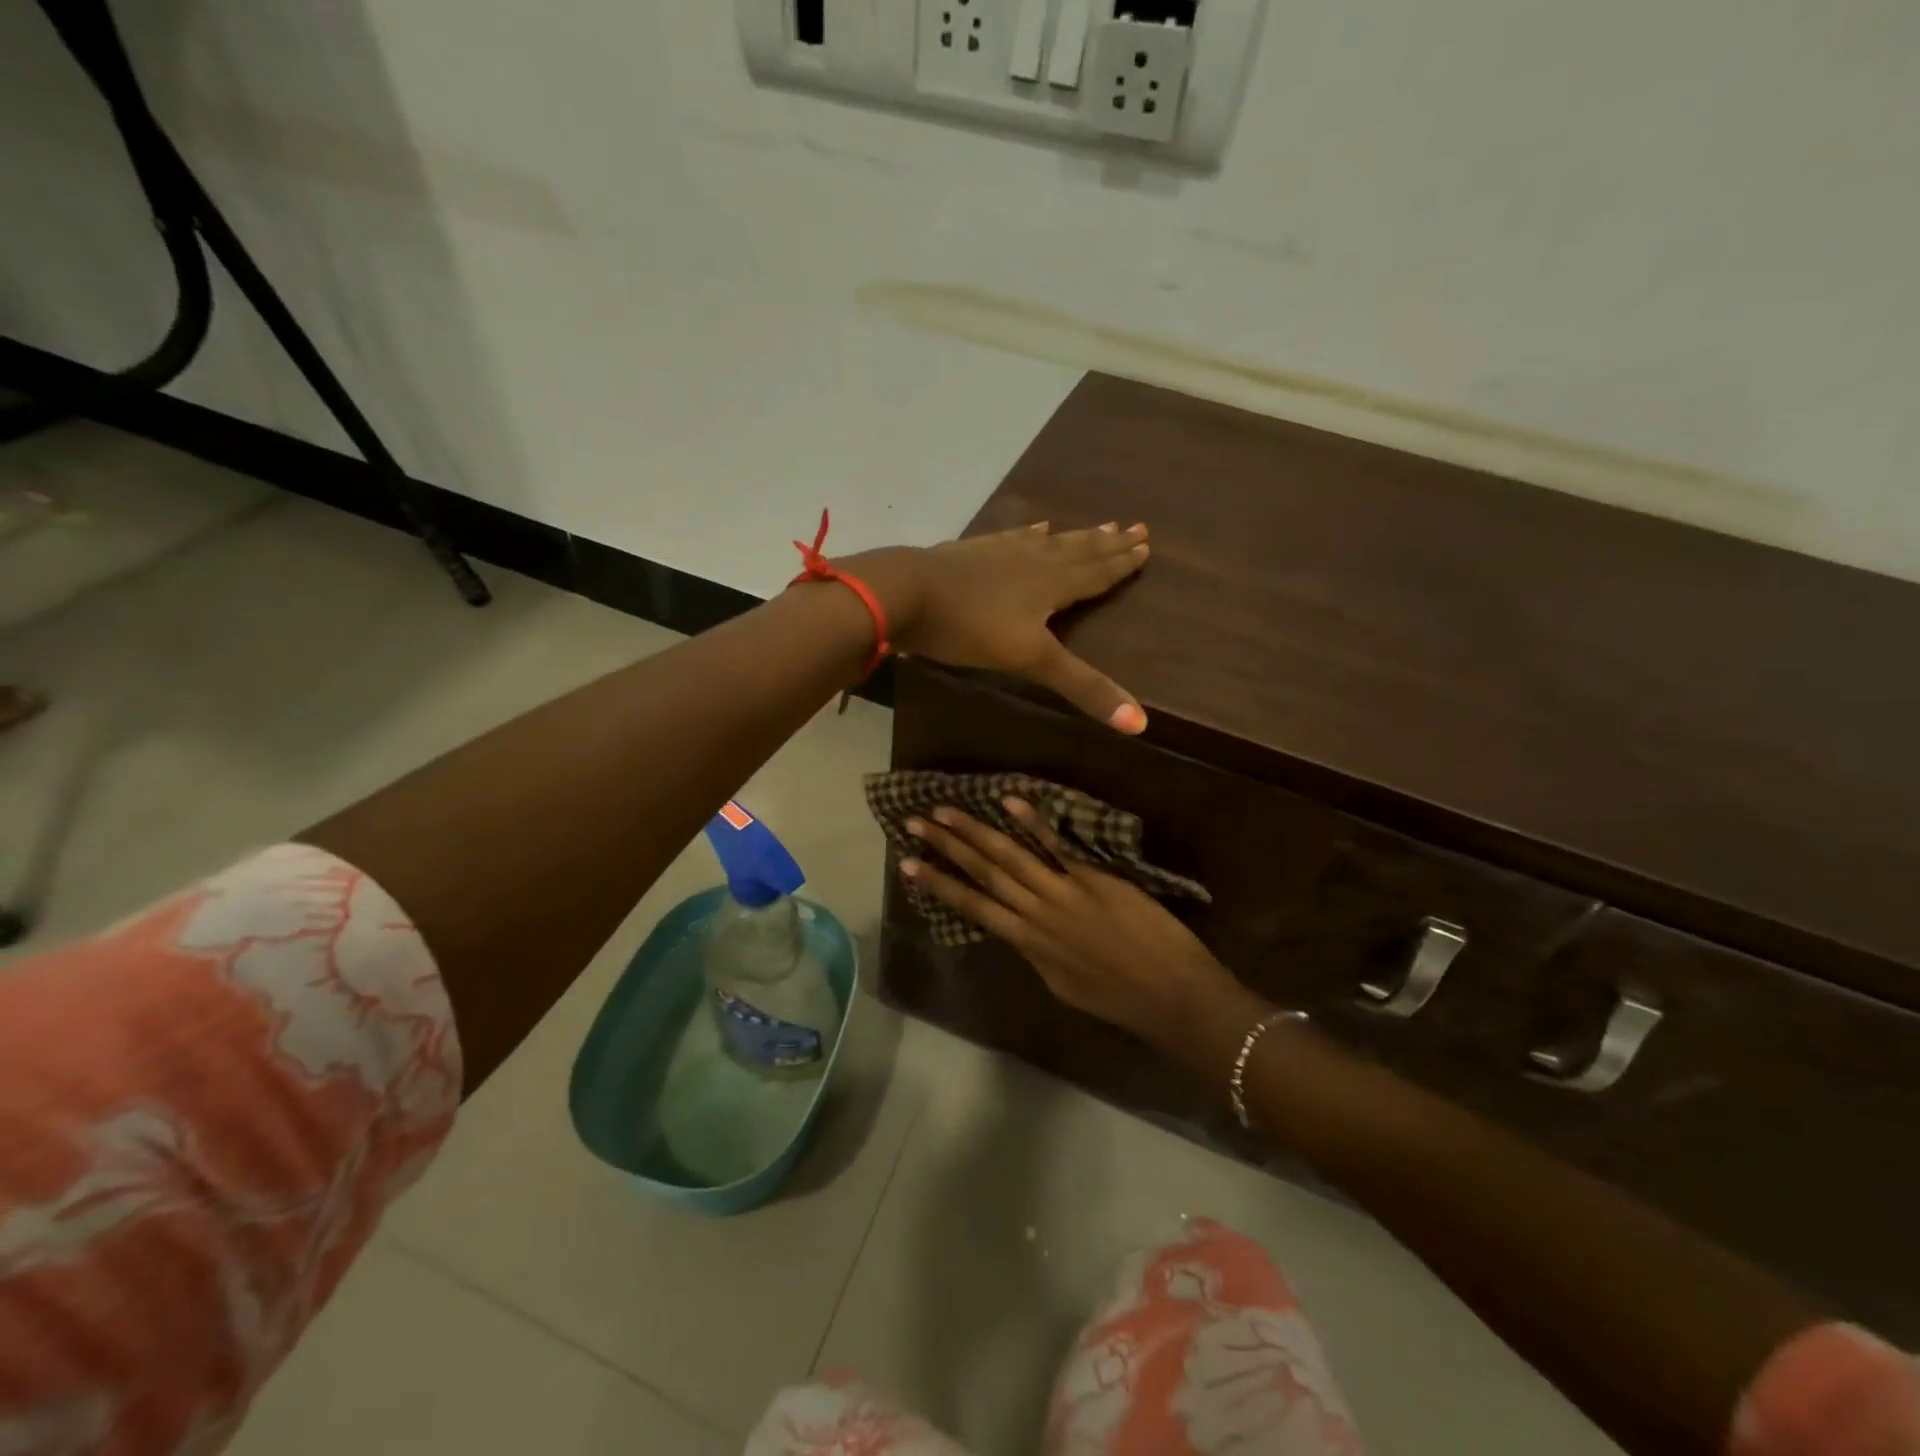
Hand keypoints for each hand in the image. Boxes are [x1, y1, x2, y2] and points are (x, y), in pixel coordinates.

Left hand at [846, 522, 1150, 731]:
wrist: (906, 593)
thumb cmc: (970, 627)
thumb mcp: (1030, 661)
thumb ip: (1083, 687)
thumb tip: (1140, 723)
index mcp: (1051, 585)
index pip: (1097, 573)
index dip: (1122, 563)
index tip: (1146, 544)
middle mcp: (1033, 561)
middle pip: (1079, 551)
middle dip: (1108, 544)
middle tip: (1136, 527)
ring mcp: (1000, 553)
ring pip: (1049, 542)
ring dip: (1075, 536)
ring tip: (1098, 524)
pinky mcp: (972, 552)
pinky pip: (1011, 538)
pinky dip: (1028, 533)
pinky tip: (1034, 527)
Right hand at [898, 799, 1241, 1041]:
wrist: (1171, 997)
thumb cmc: (1119, 999)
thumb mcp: (1063, 985)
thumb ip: (1037, 954)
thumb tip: (1018, 930)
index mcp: (1027, 945)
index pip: (973, 908)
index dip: (939, 885)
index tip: (907, 865)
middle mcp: (1036, 915)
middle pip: (983, 875)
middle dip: (946, 848)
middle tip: (914, 824)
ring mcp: (1064, 894)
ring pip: (1010, 858)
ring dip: (975, 832)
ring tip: (944, 811)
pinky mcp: (1094, 879)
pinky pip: (1057, 847)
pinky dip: (1034, 823)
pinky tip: (1010, 801)